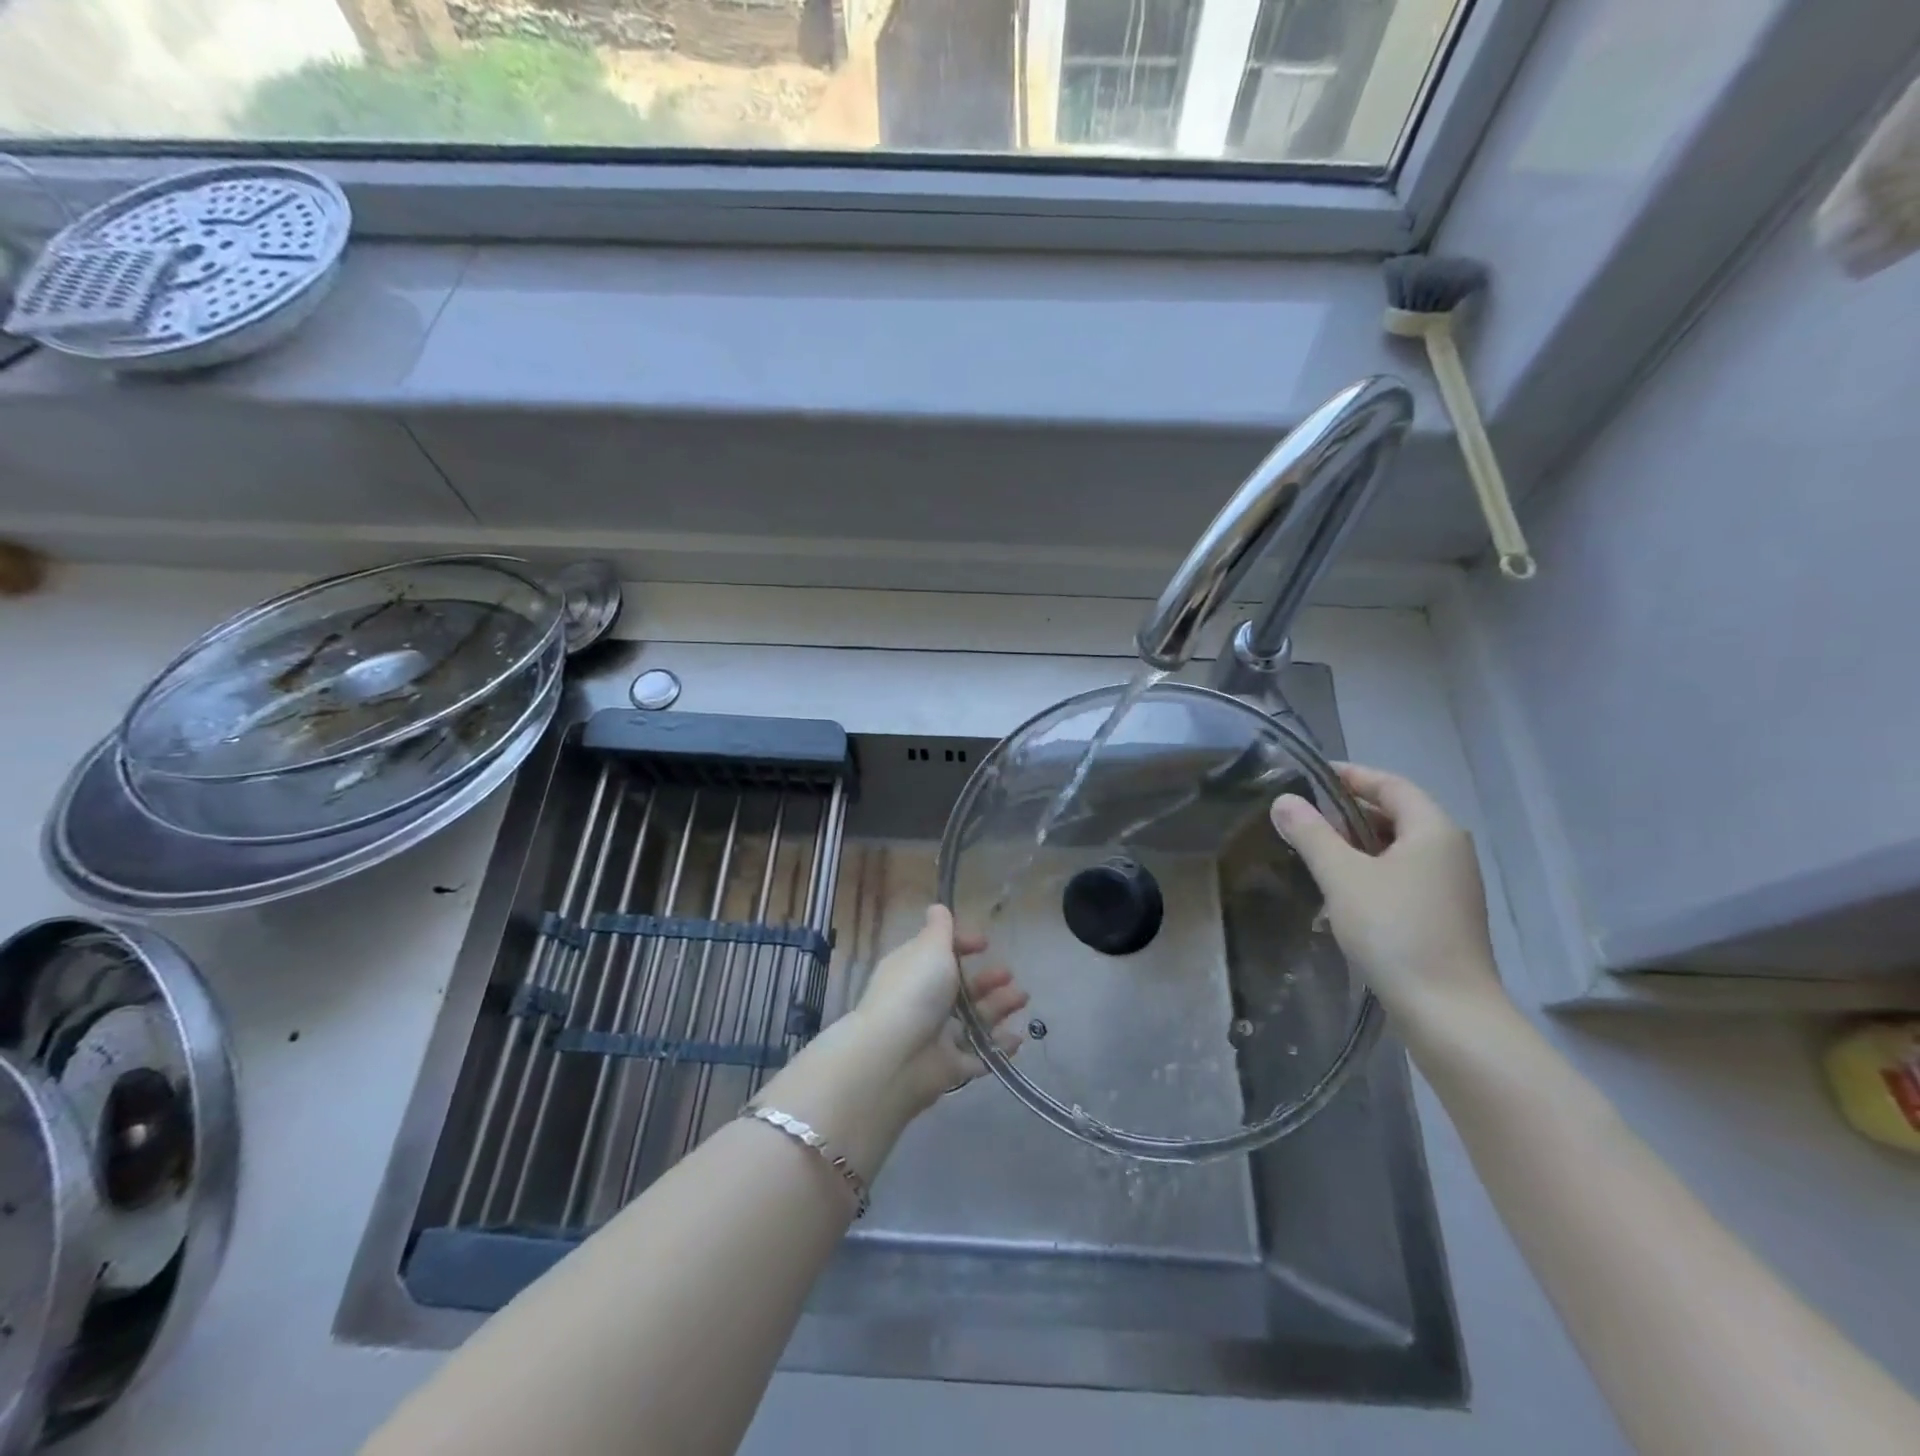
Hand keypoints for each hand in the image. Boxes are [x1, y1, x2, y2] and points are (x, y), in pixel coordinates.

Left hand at [847, 905, 1029, 1114]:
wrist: (894, 1058)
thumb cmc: (915, 992)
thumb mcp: (930, 948)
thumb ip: (940, 929)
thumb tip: (938, 907)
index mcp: (914, 969)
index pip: (940, 953)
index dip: (963, 945)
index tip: (985, 944)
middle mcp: (923, 1001)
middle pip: (960, 988)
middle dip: (987, 980)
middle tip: (1010, 976)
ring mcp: (935, 1036)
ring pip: (973, 1020)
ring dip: (999, 1008)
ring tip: (1022, 999)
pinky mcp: (948, 1068)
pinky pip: (978, 1056)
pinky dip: (997, 1048)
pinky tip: (1018, 1039)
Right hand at [1269, 763, 1505, 1028]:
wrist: (1448, 1012)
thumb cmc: (1394, 930)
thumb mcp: (1342, 876)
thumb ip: (1312, 834)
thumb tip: (1284, 801)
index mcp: (1433, 830)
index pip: (1390, 785)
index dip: (1350, 776)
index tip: (1309, 777)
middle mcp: (1449, 851)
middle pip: (1395, 815)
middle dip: (1348, 813)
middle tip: (1303, 817)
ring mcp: (1451, 886)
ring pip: (1397, 849)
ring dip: (1356, 846)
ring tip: (1314, 853)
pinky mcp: (1444, 916)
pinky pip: (1402, 877)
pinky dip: (1371, 872)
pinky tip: (1341, 893)